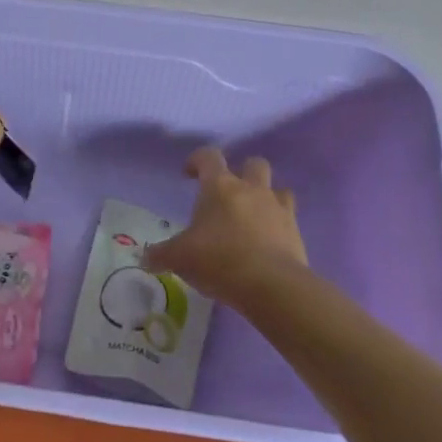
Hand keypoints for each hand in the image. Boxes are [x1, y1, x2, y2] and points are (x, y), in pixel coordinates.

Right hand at [143, 147, 306, 306]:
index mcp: (220, 186)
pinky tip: (267, 244)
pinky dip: (279, 226)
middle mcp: (252, 189)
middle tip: (228, 194)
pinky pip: (289, 219)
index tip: (188, 175)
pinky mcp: (296, 232)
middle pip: (253, 163)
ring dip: (266, 197)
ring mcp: (278, 209)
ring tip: (253, 218)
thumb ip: (161, 255)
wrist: (271, 285)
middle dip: (242, 172)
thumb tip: (145, 258)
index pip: (208, 156)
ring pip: (278, 188)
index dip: (196, 160)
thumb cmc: (218, 260)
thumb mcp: (180, 258)